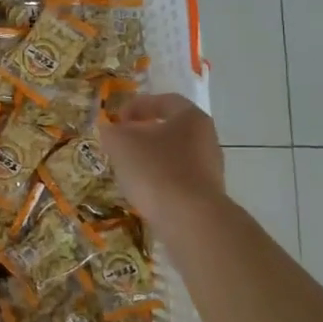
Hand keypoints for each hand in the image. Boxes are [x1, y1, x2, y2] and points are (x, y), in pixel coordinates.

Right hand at [98, 93, 225, 223]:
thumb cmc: (156, 169)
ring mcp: (211, 169)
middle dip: (144, 134)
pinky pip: (179, 180)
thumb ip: (112, 132)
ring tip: (129, 170)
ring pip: (175, 155)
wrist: (191, 220)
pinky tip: (145, 192)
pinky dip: (160, 181)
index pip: (164, 101)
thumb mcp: (121, 143)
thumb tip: (111, 131)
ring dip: (151, 159)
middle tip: (121, 143)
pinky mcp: (208, 195)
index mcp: (191, 117)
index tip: (117, 119)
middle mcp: (206, 138)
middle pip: (171, 129)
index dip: (137, 106)